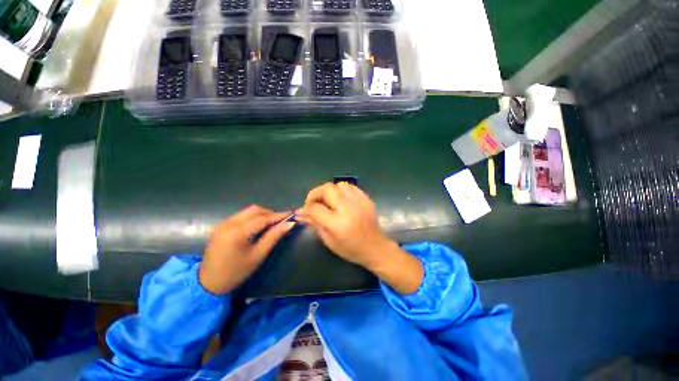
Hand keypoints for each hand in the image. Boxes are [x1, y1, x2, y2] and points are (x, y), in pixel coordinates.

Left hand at [199, 205, 294, 294]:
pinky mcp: (221, 225)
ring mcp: (223, 223)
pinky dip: (253, 217)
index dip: (278, 215)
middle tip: (282, 220)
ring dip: (262, 214)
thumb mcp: (258, 255)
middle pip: (255, 210)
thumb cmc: (236, 272)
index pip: (262, 218)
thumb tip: (289, 224)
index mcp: (237, 232)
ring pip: (248, 211)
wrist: (208, 283)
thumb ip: (274, 236)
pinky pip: (241, 216)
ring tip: (273, 223)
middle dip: (270, 213)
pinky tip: (259, 225)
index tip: (291, 214)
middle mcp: (228, 223)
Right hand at [296, 182, 423, 293]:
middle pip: (327, 189)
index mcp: (338, 224)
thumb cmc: (351, 249)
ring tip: (328, 200)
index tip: (304, 210)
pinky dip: (342, 190)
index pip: (316, 208)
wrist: (376, 248)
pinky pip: (350, 187)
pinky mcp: (366, 199)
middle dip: (315, 193)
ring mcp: (359, 202)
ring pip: (339, 185)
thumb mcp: (329, 241)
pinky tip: (341, 199)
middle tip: (314, 202)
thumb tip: (300, 213)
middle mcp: (348, 209)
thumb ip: (315, 224)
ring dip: (329, 190)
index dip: (307, 207)